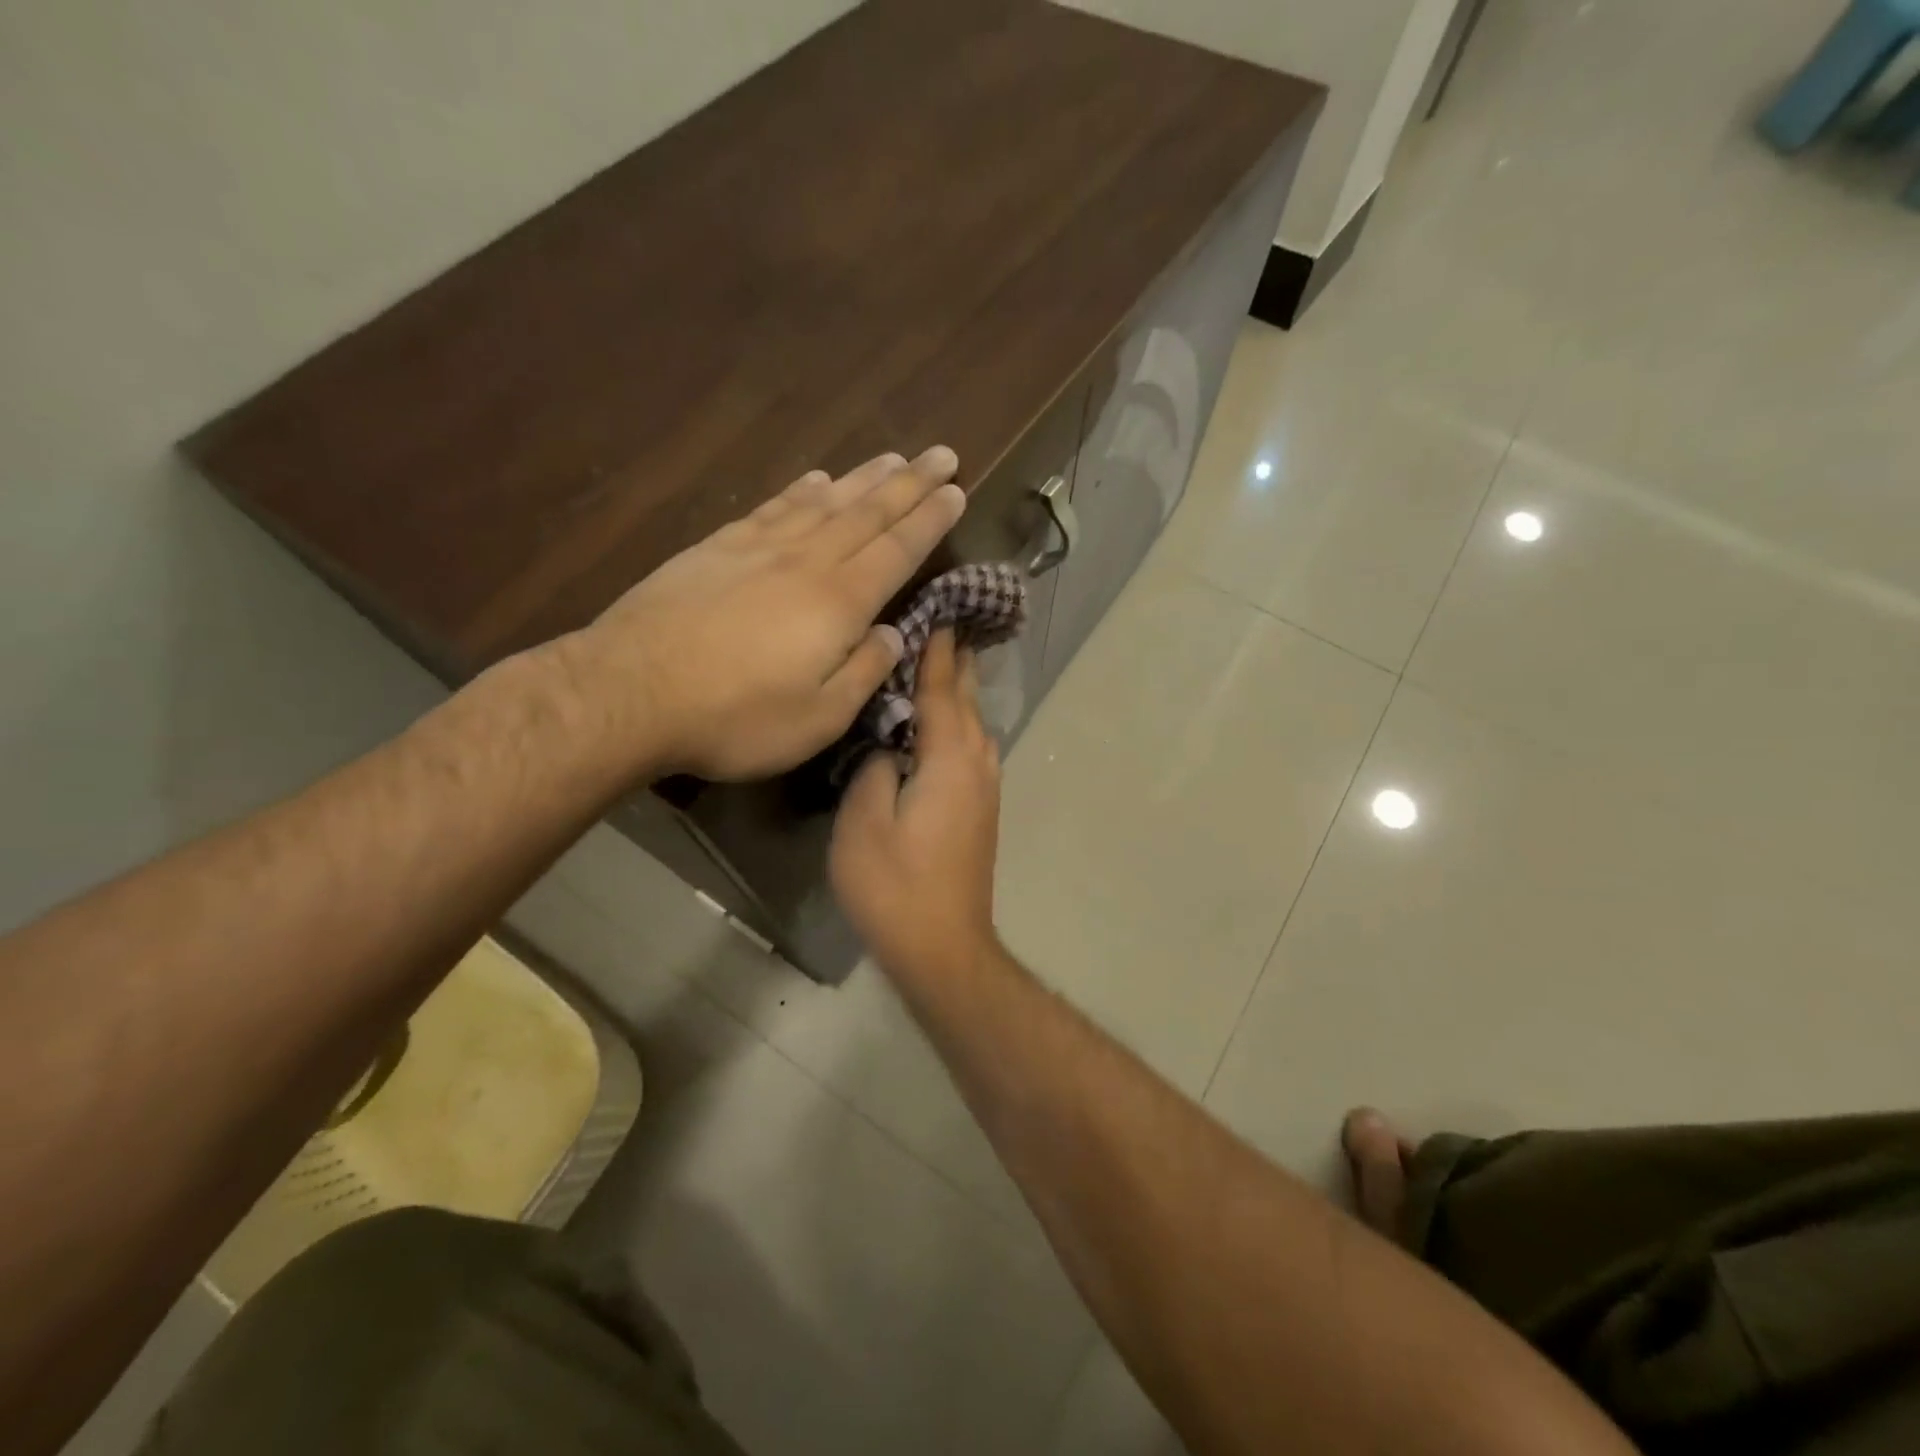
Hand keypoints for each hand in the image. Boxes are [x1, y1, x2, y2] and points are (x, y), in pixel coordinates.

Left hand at [568, 448, 965, 780]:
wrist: (629, 693)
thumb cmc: (734, 718)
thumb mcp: (818, 719)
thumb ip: (864, 673)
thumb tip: (894, 634)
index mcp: (839, 603)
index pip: (898, 550)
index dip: (930, 520)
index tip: (957, 491)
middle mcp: (806, 562)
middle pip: (868, 513)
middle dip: (910, 483)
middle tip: (942, 454)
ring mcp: (757, 549)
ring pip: (823, 502)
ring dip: (862, 478)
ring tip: (892, 458)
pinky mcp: (716, 549)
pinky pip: (773, 508)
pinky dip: (800, 489)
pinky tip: (815, 479)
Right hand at [830, 630, 1002, 980]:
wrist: (942, 946)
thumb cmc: (895, 885)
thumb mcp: (864, 823)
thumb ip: (874, 769)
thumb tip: (887, 745)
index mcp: (950, 760)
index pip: (943, 691)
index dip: (937, 653)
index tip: (938, 614)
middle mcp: (977, 767)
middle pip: (968, 703)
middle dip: (958, 664)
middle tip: (948, 626)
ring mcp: (985, 791)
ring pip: (977, 727)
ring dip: (963, 693)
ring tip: (948, 666)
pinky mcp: (981, 812)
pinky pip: (975, 750)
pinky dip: (963, 724)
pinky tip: (950, 727)